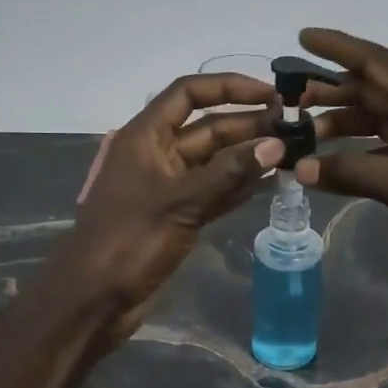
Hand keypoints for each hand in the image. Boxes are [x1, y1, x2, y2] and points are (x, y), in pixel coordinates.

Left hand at [39, 73, 283, 345]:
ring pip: (213, 161)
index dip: (229, 87)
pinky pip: (212, 191)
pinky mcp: (175, 216)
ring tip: (291, 152)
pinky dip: (237, 186)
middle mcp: (156, 154)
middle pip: (207, 128)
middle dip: (248, 125)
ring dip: (247, 156)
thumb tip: (276, 144)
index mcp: (145, 137)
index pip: (189, 93)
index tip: (271, 94)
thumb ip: (230, 173)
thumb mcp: (182, 202)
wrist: (93, 300)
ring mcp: (166, 187)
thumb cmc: (129, 241)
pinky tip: (269, 183)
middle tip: (294, 129)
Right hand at [293, 29, 387, 288]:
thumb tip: (300, 167)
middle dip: (332, 89)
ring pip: (378, 120)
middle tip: (291, 98)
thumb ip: (354, 173)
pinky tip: (335, 164)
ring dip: (343, 122)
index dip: (338, 47)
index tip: (302, 37)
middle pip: (373, 89)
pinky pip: (385, 148)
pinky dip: (358, 152)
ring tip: (305, 131)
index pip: (376, 62)